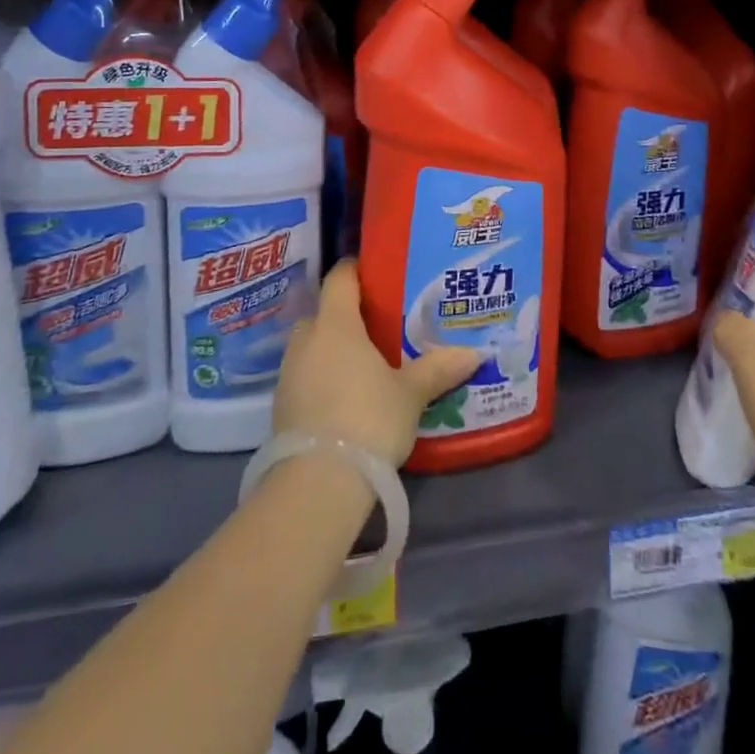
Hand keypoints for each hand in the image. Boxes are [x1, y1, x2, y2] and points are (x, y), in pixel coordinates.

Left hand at [275, 259, 480, 468]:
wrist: (317, 483)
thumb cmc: (368, 419)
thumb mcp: (410, 394)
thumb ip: (438, 369)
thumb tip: (474, 353)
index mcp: (336, 324)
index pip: (340, 277)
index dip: (357, 270)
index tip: (378, 274)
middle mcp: (306, 339)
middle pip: (324, 312)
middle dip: (347, 315)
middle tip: (379, 326)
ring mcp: (288, 372)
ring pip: (312, 345)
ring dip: (332, 349)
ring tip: (365, 363)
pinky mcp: (281, 405)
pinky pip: (304, 375)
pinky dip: (322, 377)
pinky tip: (345, 396)